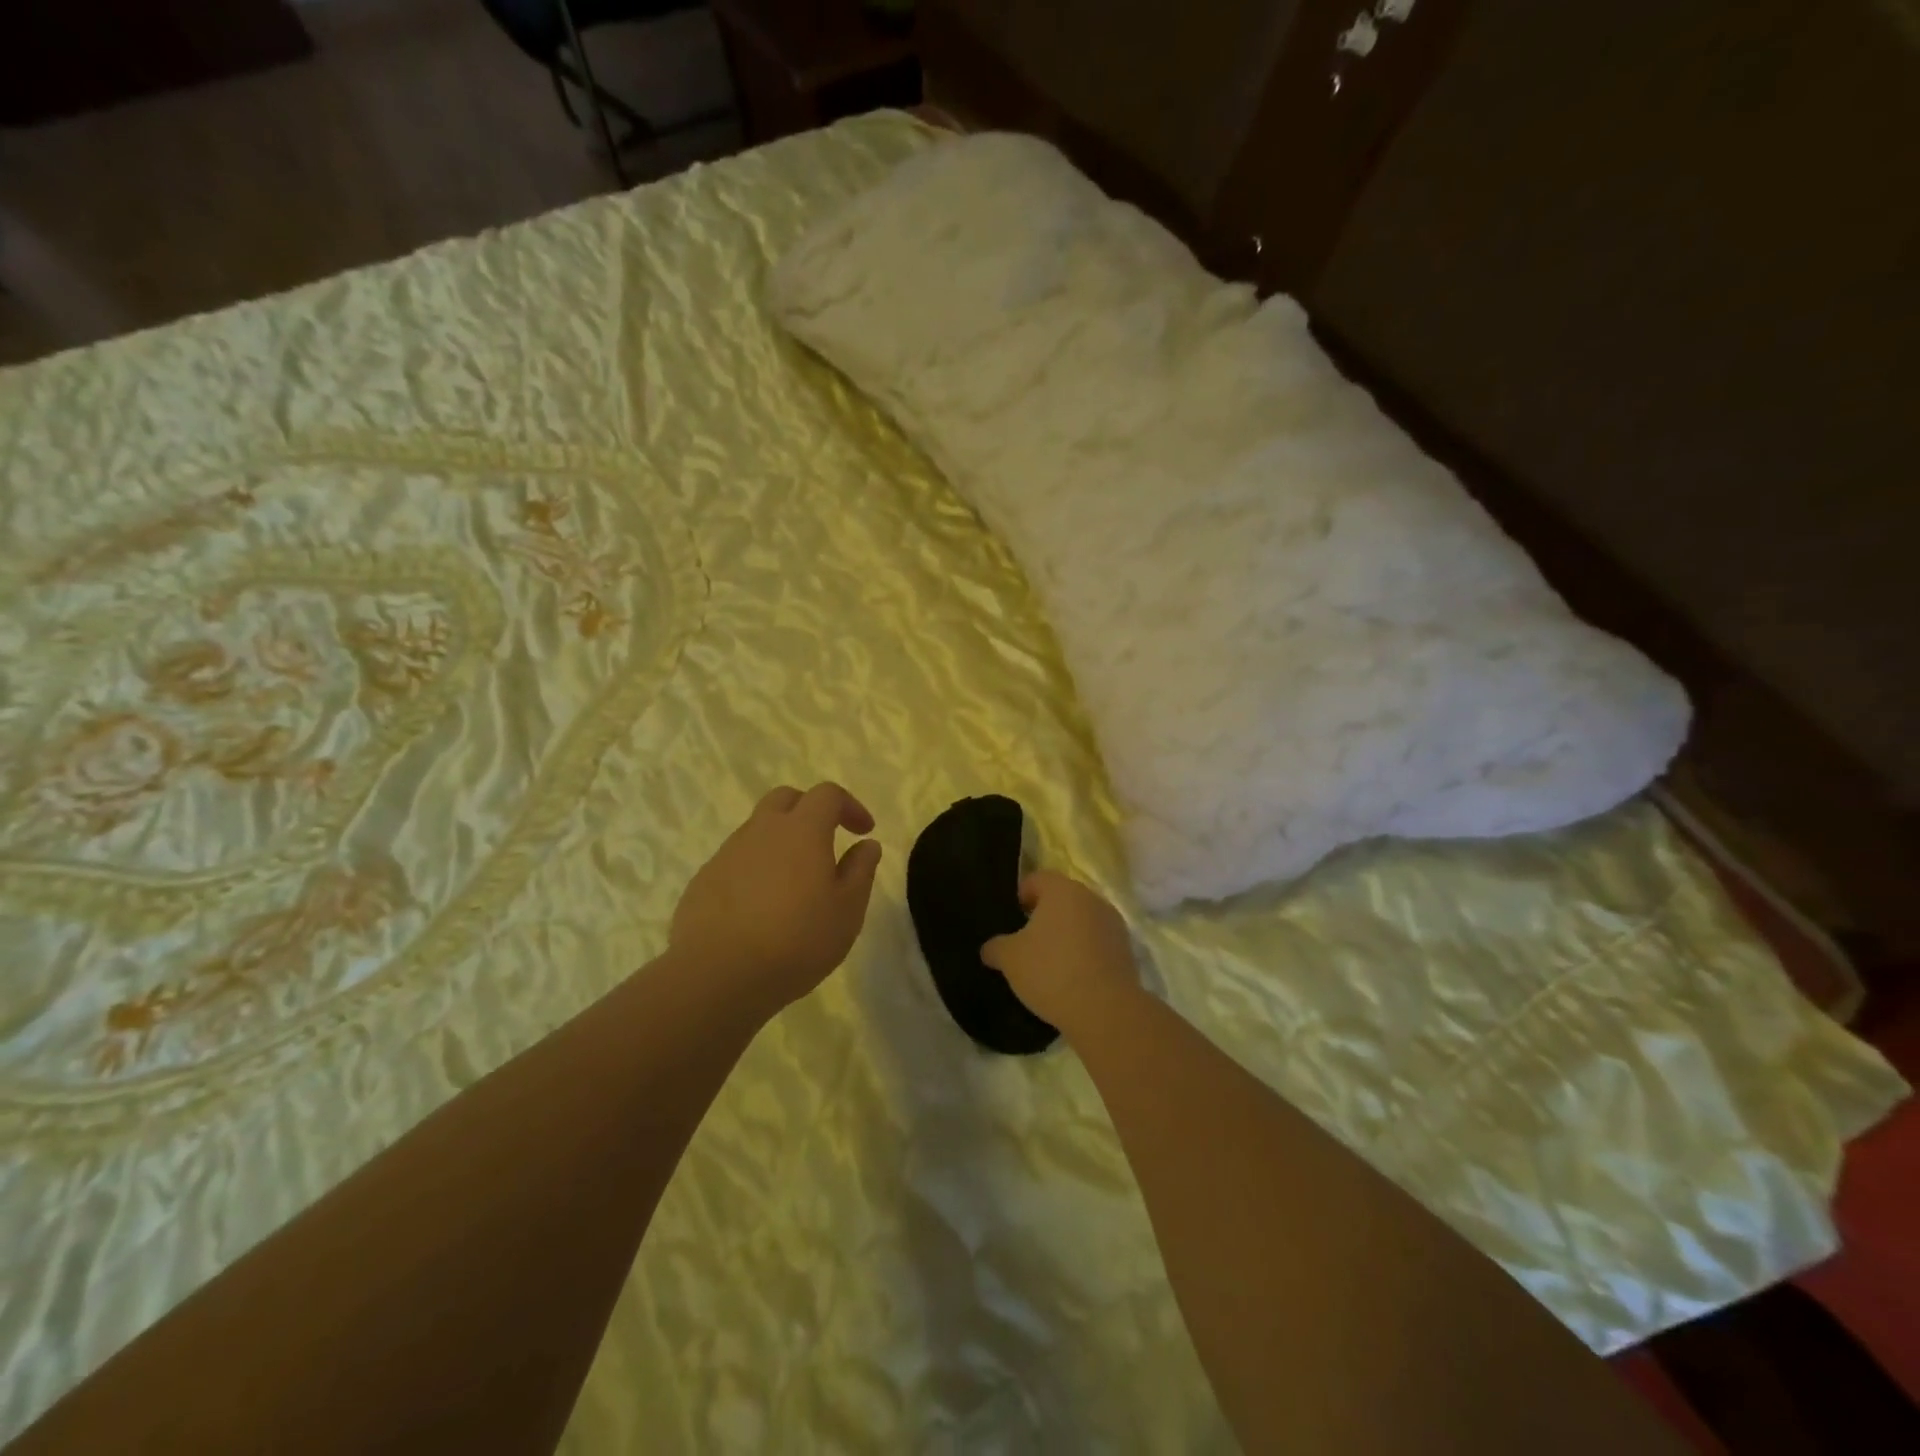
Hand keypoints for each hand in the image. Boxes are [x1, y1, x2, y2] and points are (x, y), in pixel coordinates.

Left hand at [670, 783, 883, 1018]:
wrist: (717, 974)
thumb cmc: (797, 940)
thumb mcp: (847, 910)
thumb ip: (860, 871)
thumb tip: (867, 844)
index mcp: (802, 830)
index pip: (827, 795)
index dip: (849, 806)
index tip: (864, 832)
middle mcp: (762, 831)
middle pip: (785, 799)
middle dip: (810, 811)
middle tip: (826, 842)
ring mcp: (728, 854)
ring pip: (758, 830)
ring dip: (780, 842)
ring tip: (794, 882)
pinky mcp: (704, 880)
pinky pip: (736, 861)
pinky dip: (755, 870)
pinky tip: (760, 907)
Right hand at [980, 870, 1138, 1033]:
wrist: (1105, 1009)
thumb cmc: (1051, 971)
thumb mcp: (1010, 959)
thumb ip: (996, 947)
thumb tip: (990, 948)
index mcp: (1062, 890)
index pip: (1037, 879)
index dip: (1021, 895)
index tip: (1013, 917)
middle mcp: (1091, 898)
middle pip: (1062, 899)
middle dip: (1045, 916)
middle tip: (1027, 941)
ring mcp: (1113, 924)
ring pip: (1082, 921)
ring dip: (1067, 935)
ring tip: (1050, 963)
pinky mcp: (1125, 950)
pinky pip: (1097, 943)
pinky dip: (1084, 953)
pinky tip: (1072, 977)